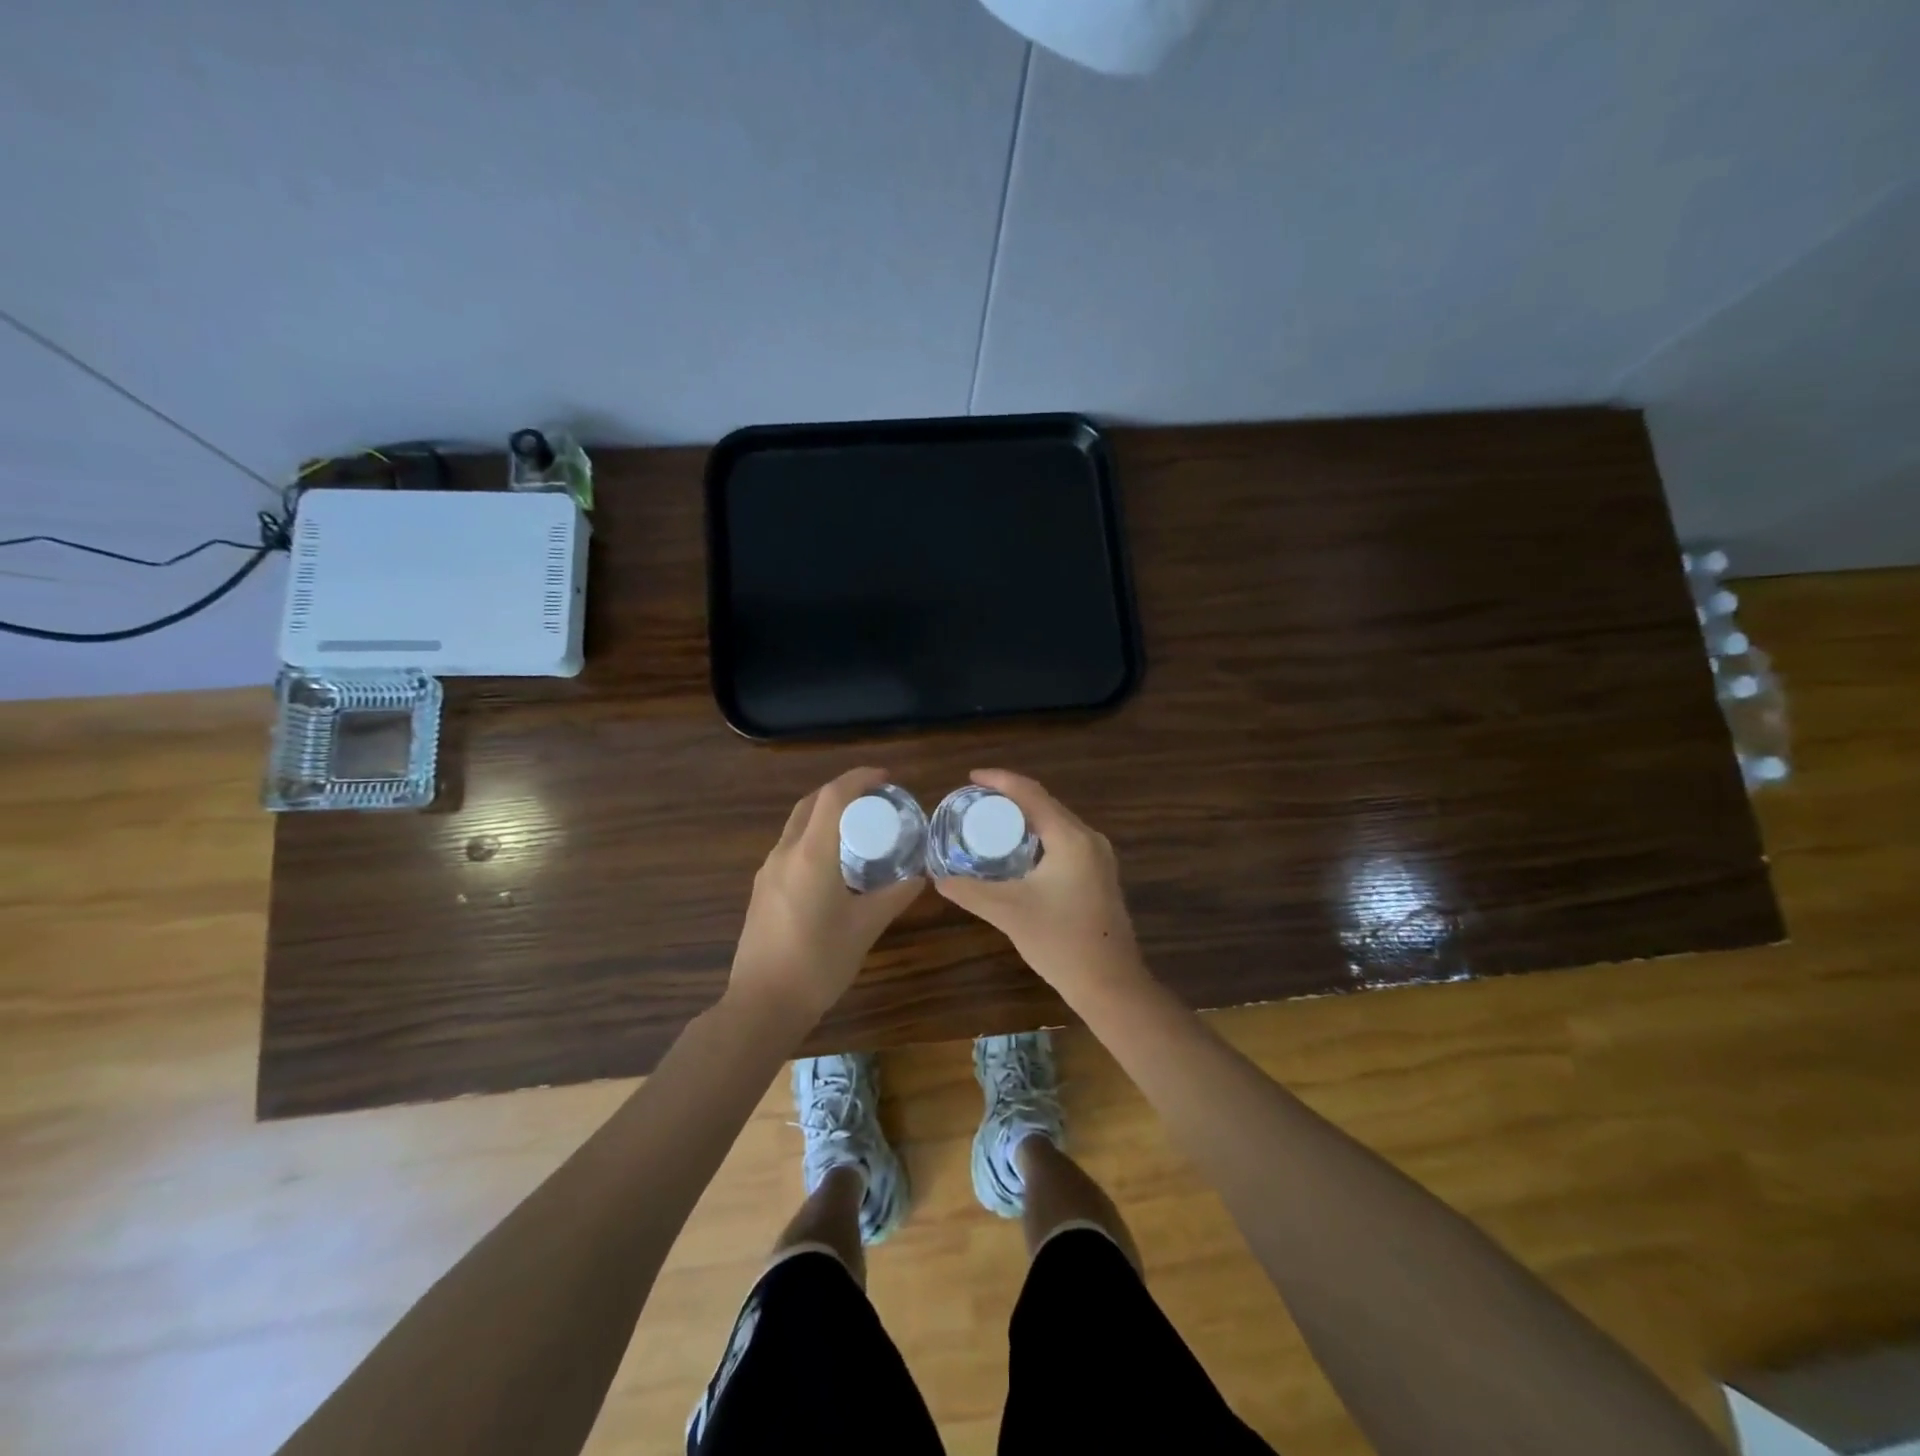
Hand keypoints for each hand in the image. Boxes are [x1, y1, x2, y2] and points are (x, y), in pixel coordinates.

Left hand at [729, 767, 923, 1022]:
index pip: (834, 796)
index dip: (859, 778)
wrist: (762, 1005)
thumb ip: (894, 896)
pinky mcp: (762, 890)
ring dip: (825, 814)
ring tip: (857, 827)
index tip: (886, 778)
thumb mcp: (865, 928)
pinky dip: (813, 837)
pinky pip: (789, 847)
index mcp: (811, 854)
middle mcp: (785, 853)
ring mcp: (768, 871)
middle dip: (842, 791)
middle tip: (874, 799)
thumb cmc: (818, 962)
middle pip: (811, 803)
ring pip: (796, 825)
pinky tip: (833, 862)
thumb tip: (919, 877)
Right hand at [933, 770, 1147, 1005]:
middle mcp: (1089, 839)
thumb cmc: (1060, 942)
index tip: (970, 779)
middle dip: (1010, 798)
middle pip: (1045, 804)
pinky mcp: (1099, 875)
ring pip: (1056, 823)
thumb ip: (970, 891)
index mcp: (1071, 838)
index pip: (1031, 794)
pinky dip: (1039, 837)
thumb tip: (937, 877)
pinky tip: (1018, 852)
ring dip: (1025, 818)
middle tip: (974, 802)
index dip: (1000, 781)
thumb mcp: (1008, 912)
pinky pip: (1064, 841)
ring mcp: (1099, 858)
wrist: (1111, 985)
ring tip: (990, 821)